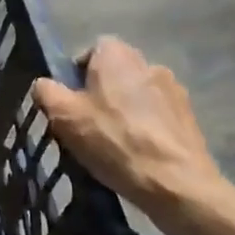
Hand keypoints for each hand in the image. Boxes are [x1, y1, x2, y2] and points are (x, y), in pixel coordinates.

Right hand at [31, 37, 227, 219]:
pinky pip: (158, 116)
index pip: (91, 50)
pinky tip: (139, 155)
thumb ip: (46, 92)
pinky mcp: (190, 117)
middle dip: (101, 92)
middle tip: (88, 124)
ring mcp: (174, 90)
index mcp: (117, 55)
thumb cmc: (115, 141)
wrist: (177, 184)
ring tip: (115, 144)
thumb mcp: (64, 117)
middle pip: (115, 72)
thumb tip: (44, 84)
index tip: (71, 102)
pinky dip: (147, 128)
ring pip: (137, 94)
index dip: (77, 73)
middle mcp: (148, 63)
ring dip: (126, 110)